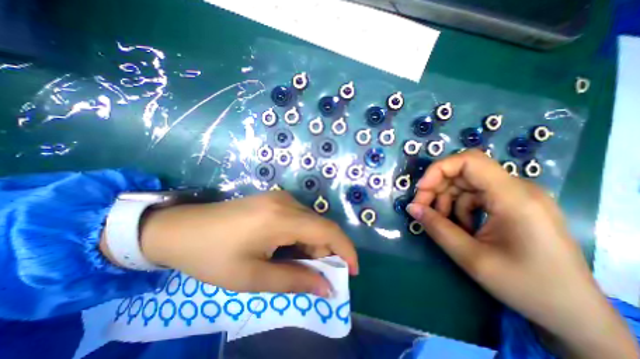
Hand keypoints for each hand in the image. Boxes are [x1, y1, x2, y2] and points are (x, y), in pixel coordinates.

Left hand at [135, 193, 359, 295]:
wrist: (182, 229)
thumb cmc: (213, 256)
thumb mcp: (253, 277)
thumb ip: (294, 281)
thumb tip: (326, 287)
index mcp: (282, 218)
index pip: (328, 231)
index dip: (345, 250)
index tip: (351, 272)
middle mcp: (287, 202)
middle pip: (320, 227)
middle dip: (325, 252)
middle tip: (314, 276)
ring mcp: (281, 197)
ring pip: (310, 222)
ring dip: (312, 245)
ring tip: (295, 264)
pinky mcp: (275, 199)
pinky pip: (299, 217)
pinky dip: (301, 235)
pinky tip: (286, 248)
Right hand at [407, 150, 637, 358]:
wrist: (574, 313)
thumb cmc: (526, 286)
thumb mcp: (472, 258)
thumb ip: (437, 228)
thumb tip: (411, 207)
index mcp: (514, 197)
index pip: (469, 161)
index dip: (438, 170)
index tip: (421, 190)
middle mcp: (516, 189)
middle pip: (463, 172)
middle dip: (436, 188)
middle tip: (422, 210)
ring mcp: (515, 196)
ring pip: (465, 184)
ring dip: (446, 200)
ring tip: (442, 223)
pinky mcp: (512, 204)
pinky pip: (474, 195)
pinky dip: (459, 207)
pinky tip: (461, 227)